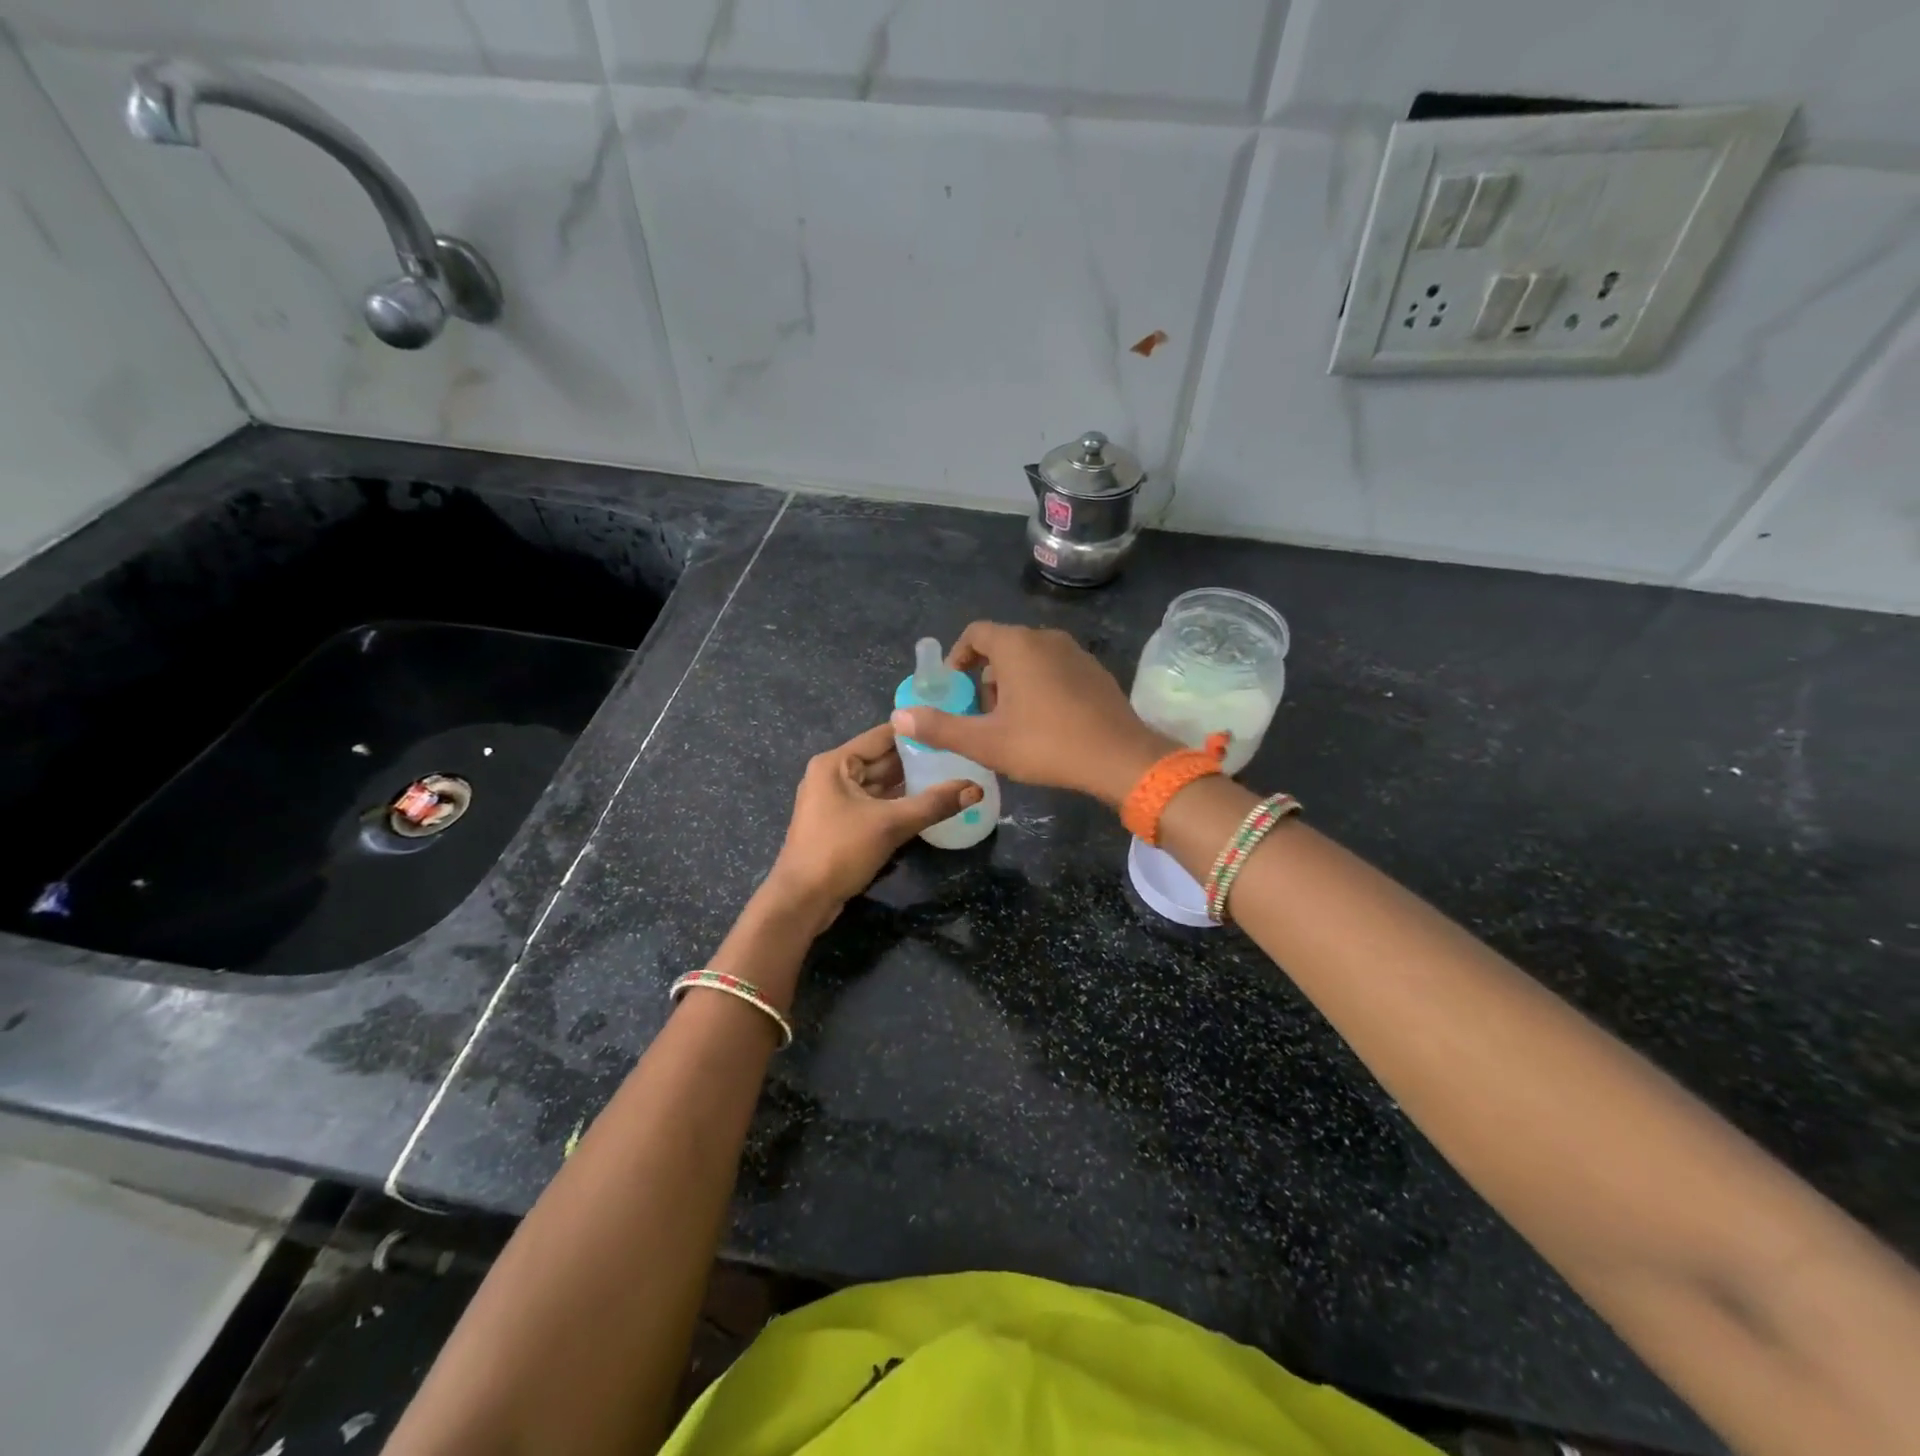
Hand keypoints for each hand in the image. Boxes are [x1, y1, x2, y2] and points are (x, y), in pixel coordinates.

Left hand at [762, 722, 982, 925]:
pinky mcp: (841, 823)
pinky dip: (897, 803)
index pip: (883, 736)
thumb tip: (976, 788)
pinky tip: (927, 804)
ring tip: (950, 776)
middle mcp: (833, 774)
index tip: (951, 729)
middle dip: (917, 760)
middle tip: (958, 755)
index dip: (916, 732)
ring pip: (879, 784)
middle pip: (882, 759)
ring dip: (909, 783)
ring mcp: (835, 800)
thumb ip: (934, 804)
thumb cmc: (840, 851)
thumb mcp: (891, 824)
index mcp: (836, 763)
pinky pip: (874, 804)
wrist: (801, 900)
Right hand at [890, 622, 1173, 806]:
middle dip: (986, 678)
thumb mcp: (986, 742)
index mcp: (1017, 645)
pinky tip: (1047, 724)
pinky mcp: (1095, 671)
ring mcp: (1076, 652)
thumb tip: (899, 716)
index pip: (976, 634)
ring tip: (1013, 724)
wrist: (1120, 758)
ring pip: (1030, 659)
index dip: (958, 658)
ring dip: (1013, 684)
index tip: (954, 688)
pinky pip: (1056, 669)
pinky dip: (1041, 687)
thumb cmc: (1046, 745)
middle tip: (983, 715)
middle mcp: (1046, 638)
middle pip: (1003, 647)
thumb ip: (940, 727)